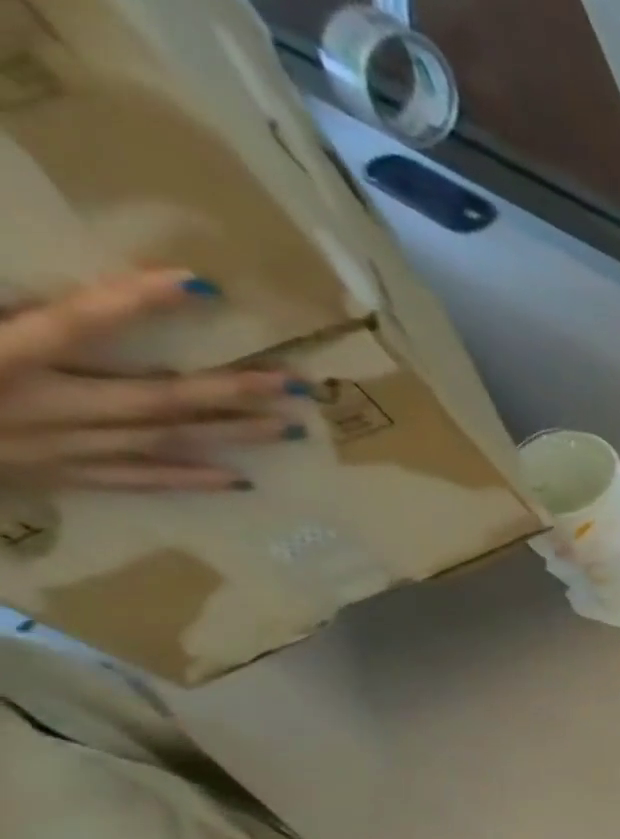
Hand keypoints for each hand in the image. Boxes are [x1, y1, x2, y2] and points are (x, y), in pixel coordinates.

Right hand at [0, 270, 306, 493]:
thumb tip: (31, 298)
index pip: (79, 321)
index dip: (138, 302)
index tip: (202, 286)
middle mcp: (44, 407)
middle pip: (159, 396)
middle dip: (232, 390)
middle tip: (298, 384)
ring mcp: (59, 448)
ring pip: (166, 439)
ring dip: (233, 434)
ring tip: (294, 427)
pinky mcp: (60, 478)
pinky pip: (139, 481)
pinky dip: (190, 479)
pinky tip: (242, 480)